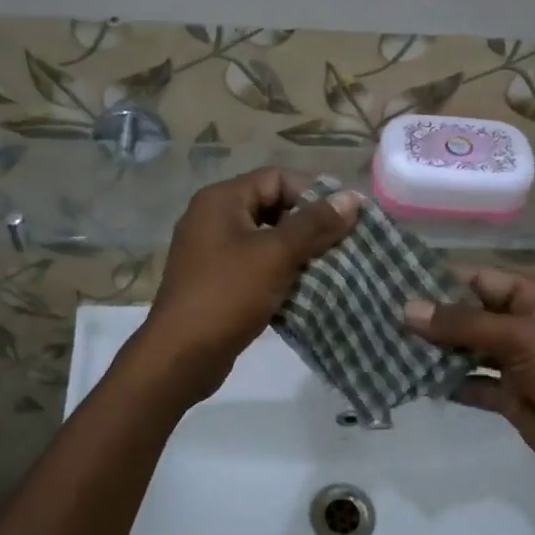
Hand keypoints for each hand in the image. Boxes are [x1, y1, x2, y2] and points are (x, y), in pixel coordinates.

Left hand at [139, 169, 360, 401]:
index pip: (277, 178)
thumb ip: (315, 224)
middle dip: (309, 225)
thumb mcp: (276, 255)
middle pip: (272, 207)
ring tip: (331, 268)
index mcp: (221, 200)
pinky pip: (256, 266)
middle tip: (342, 245)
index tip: (345, 219)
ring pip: (266, 240)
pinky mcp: (216, 281)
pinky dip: (281, 274)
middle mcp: (213, 218)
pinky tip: (305, 291)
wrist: (181, 356)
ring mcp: (212, 251)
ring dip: (298, 252)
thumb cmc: (227, 295)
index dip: (313, 193)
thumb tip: (353, 197)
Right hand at [404, 268, 534, 484]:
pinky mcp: (510, 397)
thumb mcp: (521, 338)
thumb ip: (464, 324)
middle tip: (381, 315)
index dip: (441, 280)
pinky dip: (447, 382)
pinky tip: (413, 379)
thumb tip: (408, 308)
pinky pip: (471, 383)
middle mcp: (524, 326)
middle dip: (432, 317)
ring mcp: (517, 363)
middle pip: (470, 315)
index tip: (396, 281)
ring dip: (435, 350)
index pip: (480, 280)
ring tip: (388, 344)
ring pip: (467, 350)